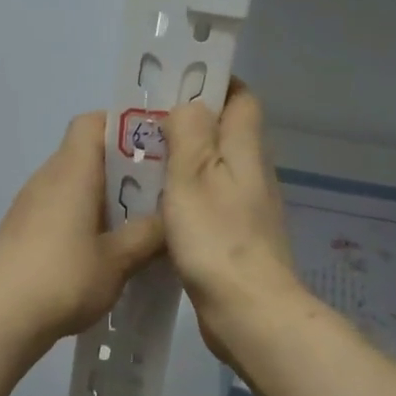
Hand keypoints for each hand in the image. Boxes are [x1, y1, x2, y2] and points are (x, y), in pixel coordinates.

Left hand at [0, 113, 165, 344]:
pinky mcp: (19, 231)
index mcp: (71, 171)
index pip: (93, 122)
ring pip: (72, 184)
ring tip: (134, 226)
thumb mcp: (118, 260)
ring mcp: (28, 205)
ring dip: (102, 198)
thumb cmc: (63, 279)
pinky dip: (81, 218)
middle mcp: (46, 178)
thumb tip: (169, 219)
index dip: (124, 127)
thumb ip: (148, 234)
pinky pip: (58, 209)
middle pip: (85, 153)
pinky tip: (100, 252)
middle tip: (156, 194)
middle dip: (122, 169)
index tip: (154, 150)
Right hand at [163, 82, 305, 361]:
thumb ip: (190, 134)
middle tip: (146, 127)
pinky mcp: (237, 238)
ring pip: (215, 169)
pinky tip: (158, 209)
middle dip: (190, 124)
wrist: (249, 311)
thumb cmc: (216, 239)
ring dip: (185, 163)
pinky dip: (187, 197)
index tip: (175, 85)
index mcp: (245, 150)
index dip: (214, 84)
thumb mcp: (193, 177)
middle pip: (226, 133)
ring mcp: (247, 208)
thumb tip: (190, 104)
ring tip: (143, 164)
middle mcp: (252, 173)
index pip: (241, 98)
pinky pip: (210, 202)